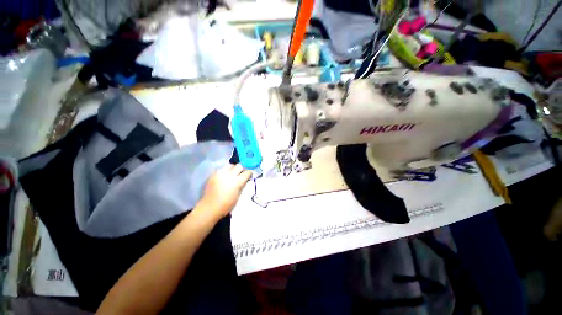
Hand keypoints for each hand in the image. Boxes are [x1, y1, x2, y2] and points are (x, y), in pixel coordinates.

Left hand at [197, 164, 251, 219]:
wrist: (210, 207)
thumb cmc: (227, 204)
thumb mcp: (238, 195)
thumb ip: (242, 185)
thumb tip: (245, 180)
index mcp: (237, 181)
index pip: (247, 172)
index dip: (249, 173)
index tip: (249, 174)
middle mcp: (229, 175)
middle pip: (239, 166)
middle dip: (241, 169)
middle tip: (241, 173)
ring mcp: (220, 173)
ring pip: (230, 165)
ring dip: (233, 168)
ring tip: (232, 173)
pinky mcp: (213, 174)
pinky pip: (222, 169)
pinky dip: (225, 171)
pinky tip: (224, 177)